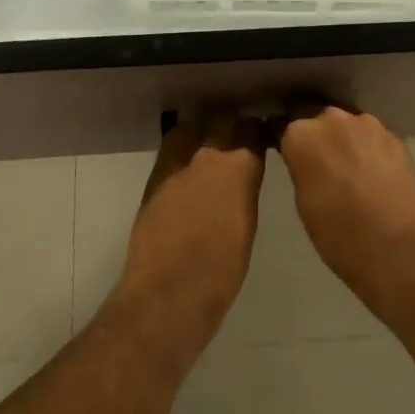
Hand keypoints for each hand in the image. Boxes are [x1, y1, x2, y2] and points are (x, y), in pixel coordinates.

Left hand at [114, 112, 266, 350]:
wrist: (169, 292)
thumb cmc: (222, 270)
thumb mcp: (247, 225)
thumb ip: (244, 190)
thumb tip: (242, 178)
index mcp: (238, 168)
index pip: (251, 131)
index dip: (257, 132)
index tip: (261, 138)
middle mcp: (206, 156)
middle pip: (221, 121)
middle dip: (231, 126)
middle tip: (237, 138)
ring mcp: (175, 166)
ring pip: (190, 129)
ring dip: (202, 132)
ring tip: (209, 145)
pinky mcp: (154, 180)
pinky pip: (171, 151)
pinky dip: (182, 152)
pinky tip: (188, 168)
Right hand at [277, 106, 414, 309]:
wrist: (396, 247)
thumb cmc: (337, 233)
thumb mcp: (302, 200)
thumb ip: (301, 167)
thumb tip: (306, 159)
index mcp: (300, 134)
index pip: (281, 124)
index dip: (282, 137)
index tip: (286, 151)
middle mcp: (331, 119)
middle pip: (316, 117)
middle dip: (316, 134)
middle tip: (320, 161)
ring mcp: (367, 124)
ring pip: (347, 124)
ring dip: (344, 139)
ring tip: (350, 166)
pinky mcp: (395, 137)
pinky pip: (372, 137)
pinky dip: (368, 148)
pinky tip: (373, 172)